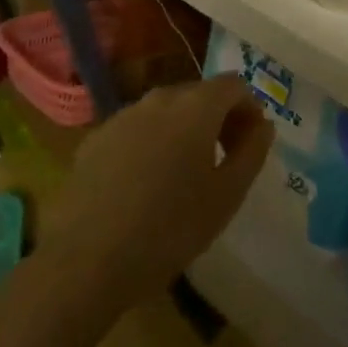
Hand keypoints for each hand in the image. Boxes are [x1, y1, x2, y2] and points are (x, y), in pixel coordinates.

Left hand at [45, 75, 273, 318]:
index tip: (251, 144)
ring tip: (184, 177)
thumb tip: (262, 125)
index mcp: (196, 106)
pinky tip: (144, 187)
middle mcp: (159, 99)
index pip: (235, 85)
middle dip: (218, 119)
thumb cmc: (170, 228)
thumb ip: (252, 151)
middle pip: (199, 95)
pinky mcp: (94, 140)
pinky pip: (136, 131)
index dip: (250, 109)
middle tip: (224, 161)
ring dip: (184, 132)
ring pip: (166, 112)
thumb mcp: (228, 195)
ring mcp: (122, 117)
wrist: (85, 261)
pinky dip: (151, 145)